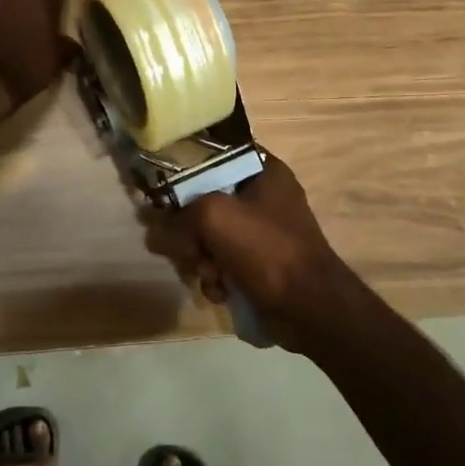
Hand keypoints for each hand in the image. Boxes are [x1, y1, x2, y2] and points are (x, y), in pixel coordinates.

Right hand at [153, 157, 366, 355]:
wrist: (310, 308)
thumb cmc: (266, 249)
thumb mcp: (214, 216)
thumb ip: (179, 214)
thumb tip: (155, 226)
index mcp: (263, 170)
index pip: (213, 156)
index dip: (184, 172)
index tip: (163, 194)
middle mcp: (263, 196)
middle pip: (205, 201)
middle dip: (190, 230)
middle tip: (189, 247)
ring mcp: (262, 232)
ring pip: (209, 236)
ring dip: (200, 258)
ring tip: (208, 274)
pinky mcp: (259, 264)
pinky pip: (222, 262)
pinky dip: (216, 277)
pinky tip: (220, 291)